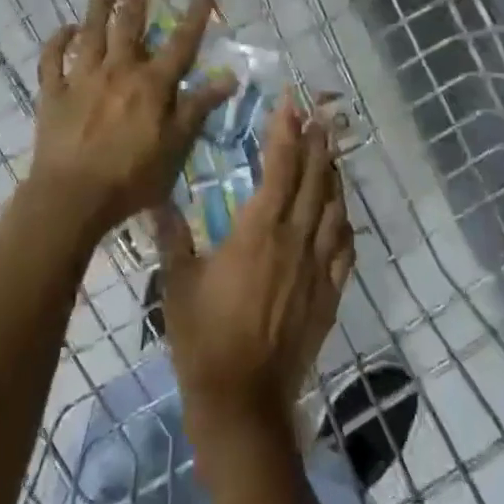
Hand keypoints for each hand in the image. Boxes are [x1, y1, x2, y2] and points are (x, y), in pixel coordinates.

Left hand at [29, 0, 234, 245]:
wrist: (72, 197)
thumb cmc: (132, 176)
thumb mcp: (177, 146)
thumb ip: (199, 108)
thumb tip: (229, 76)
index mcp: (152, 85)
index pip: (180, 43)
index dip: (195, 15)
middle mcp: (118, 71)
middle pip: (129, 23)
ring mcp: (82, 79)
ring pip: (91, 32)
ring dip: (98, 3)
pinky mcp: (53, 94)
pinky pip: (53, 60)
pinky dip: (58, 41)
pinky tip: (65, 28)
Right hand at [154, 98, 355, 456]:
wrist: (243, 399)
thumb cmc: (203, 338)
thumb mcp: (178, 282)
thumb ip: (172, 236)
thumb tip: (158, 201)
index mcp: (260, 229)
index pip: (280, 165)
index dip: (286, 130)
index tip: (290, 103)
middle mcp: (296, 239)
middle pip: (314, 179)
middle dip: (316, 143)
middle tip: (319, 116)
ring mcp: (318, 267)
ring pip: (334, 208)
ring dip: (333, 176)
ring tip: (331, 153)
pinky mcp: (330, 294)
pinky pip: (345, 249)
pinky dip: (344, 224)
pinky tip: (341, 215)